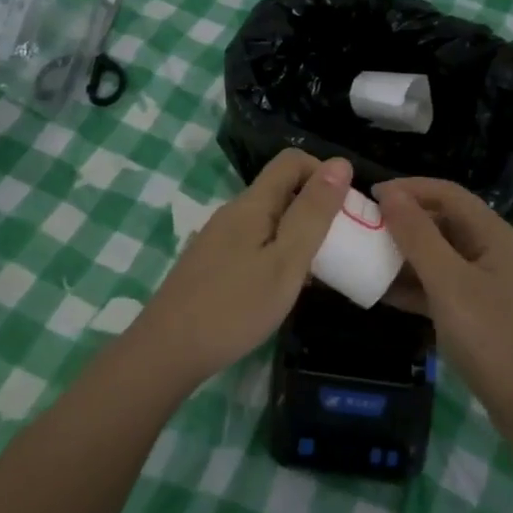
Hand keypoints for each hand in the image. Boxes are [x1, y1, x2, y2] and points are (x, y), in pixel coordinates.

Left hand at [136, 150, 350, 383]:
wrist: (167, 352)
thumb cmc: (235, 307)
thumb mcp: (287, 260)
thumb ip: (313, 212)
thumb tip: (340, 162)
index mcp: (252, 203)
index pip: (292, 160)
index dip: (324, 174)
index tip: (344, 212)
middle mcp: (233, 212)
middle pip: (281, 189)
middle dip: (315, 207)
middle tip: (338, 247)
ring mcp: (219, 238)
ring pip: (269, 219)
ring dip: (298, 233)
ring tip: (316, 271)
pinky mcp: (212, 263)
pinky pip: (255, 242)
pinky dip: (277, 253)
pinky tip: (282, 288)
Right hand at [373, 177, 512, 421]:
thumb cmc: (492, 336)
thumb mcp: (449, 282)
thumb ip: (418, 236)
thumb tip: (390, 194)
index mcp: (493, 234)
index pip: (448, 193)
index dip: (409, 188)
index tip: (369, 195)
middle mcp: (491, 251)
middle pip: (443, 221)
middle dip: (403, 220)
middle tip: (362, 226)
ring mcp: (485, 283)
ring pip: (438, 255)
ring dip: (404, 253)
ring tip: (364, 255)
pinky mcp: (476, 312)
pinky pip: (439, 286)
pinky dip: (412, 285)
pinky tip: (380, 291)